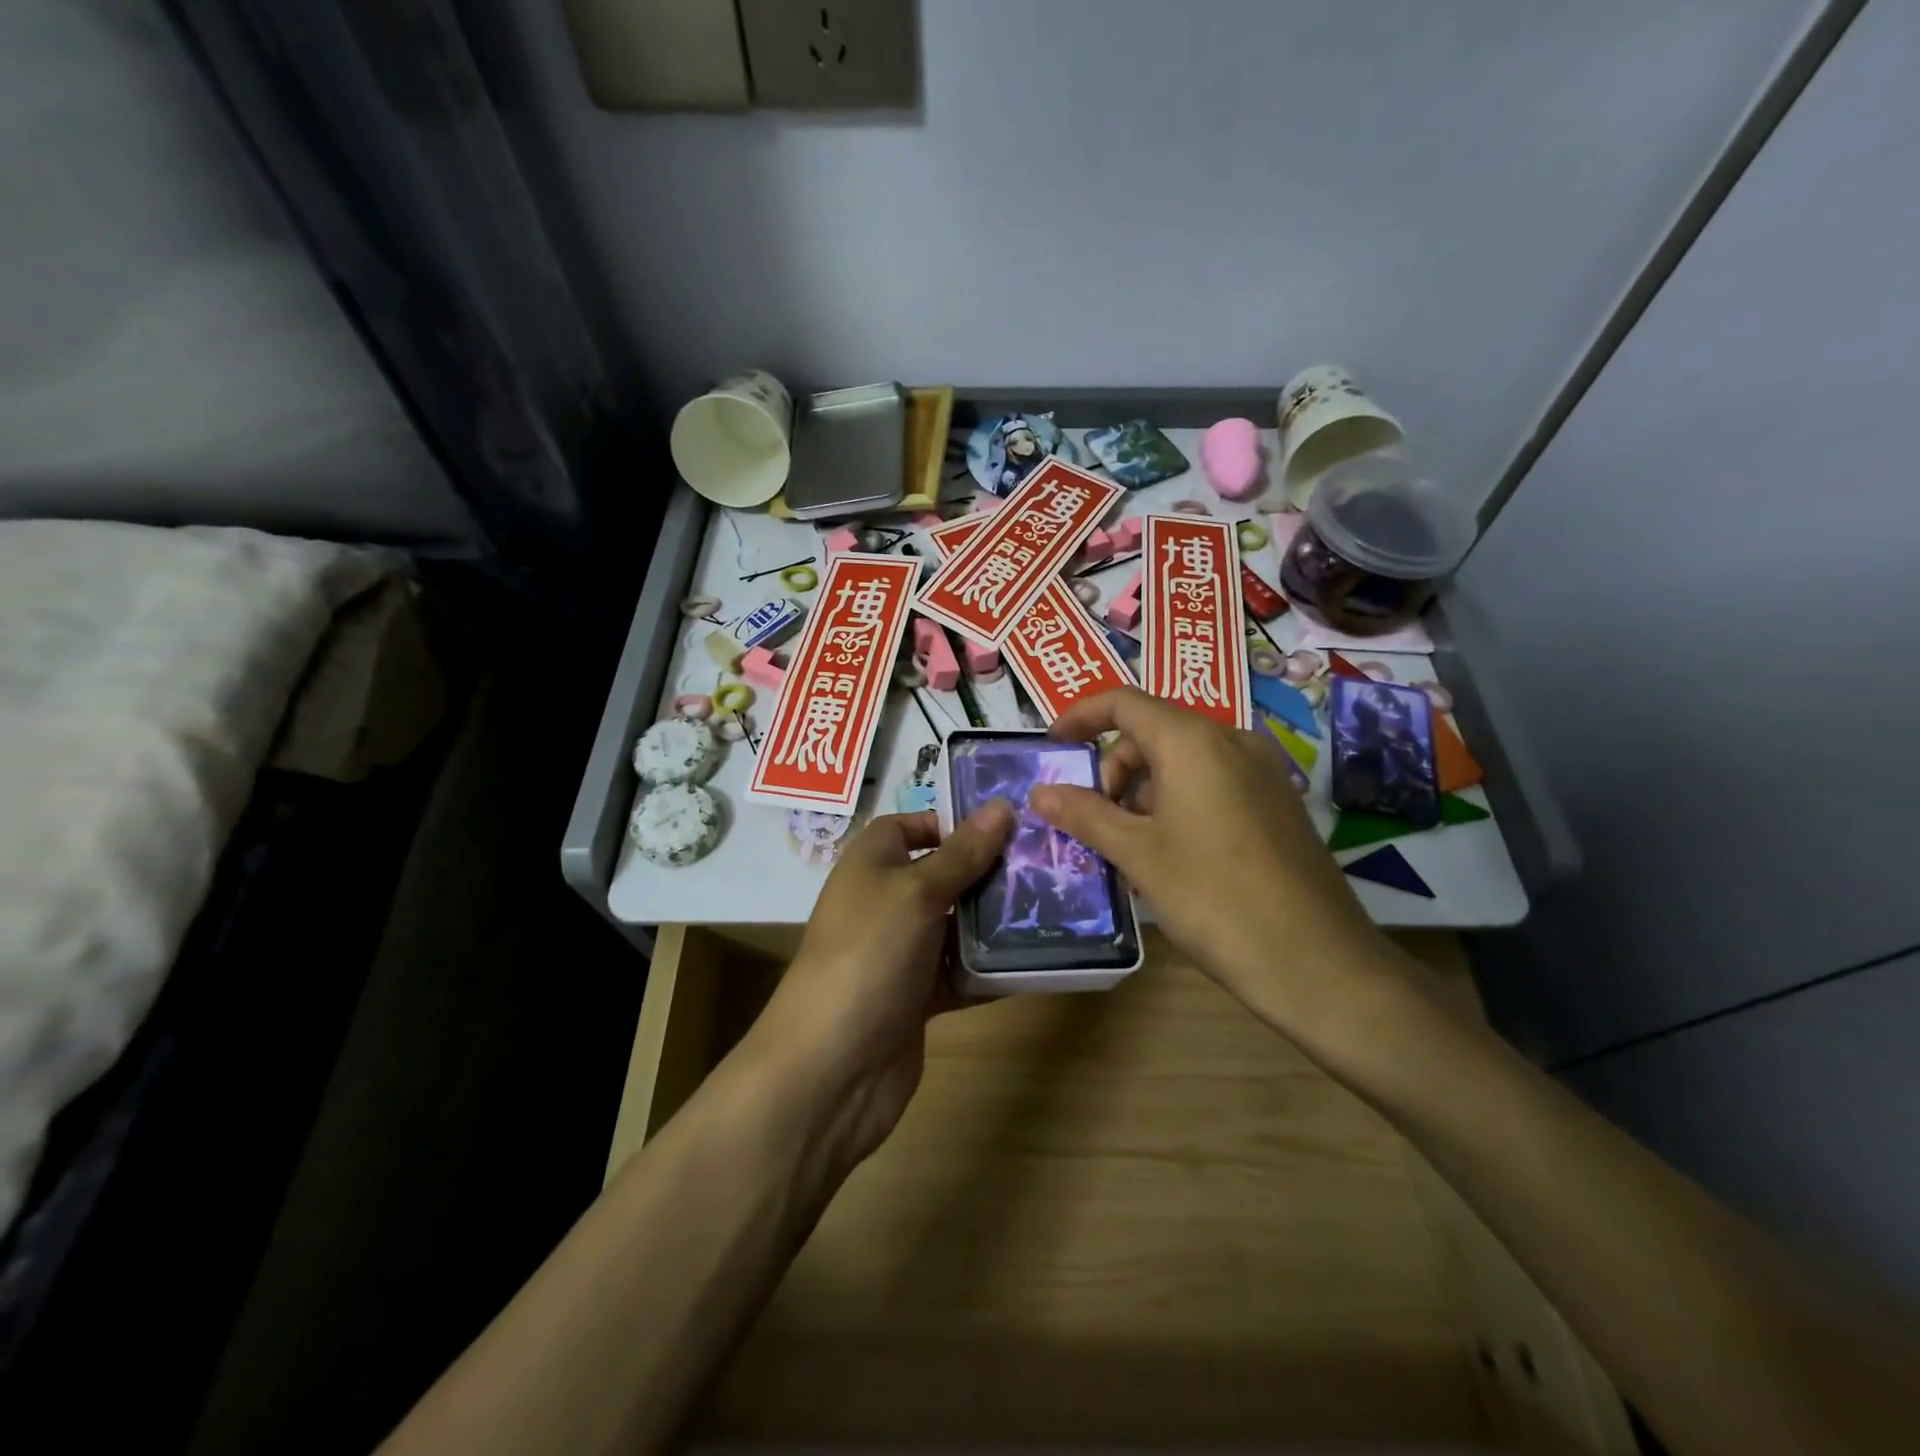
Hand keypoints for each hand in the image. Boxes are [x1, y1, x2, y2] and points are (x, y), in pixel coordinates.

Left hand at [745, 805, 1013, 1175]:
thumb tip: (1002, 805)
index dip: (950, 823)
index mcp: (871, 864)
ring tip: (1054, 909)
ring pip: (957, 925)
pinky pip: (961, 972)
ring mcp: (901, 952)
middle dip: (988, 871)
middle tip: (1046, 866)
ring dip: (996, 922)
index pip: (909, 826)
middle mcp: (885, 902)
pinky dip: (991, 969)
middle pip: (942, 874)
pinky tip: (1036, 962)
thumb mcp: (918, 892)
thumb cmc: (870, 954)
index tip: (1003, 829)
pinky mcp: (918, 996)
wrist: (833, 1067)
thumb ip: (963, 853)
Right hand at [1030, 688, 1391, 1036]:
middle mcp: (1232, 740)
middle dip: (1113, 767)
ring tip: (1128, 845)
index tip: (1052, 746)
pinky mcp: (1278, 802)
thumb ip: (1085, 814)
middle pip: (1153, 731)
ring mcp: (1262, 771)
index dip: (1081, 717)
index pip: (1124, 702)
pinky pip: (1213, 782)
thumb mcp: (1137, 854)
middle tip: (1094, 819)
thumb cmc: (1213, 897)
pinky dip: (1178, 801)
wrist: (1316, 960)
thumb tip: (1039, 792)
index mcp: (1193, 741)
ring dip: (1143, 790)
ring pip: (1184, 760)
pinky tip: (1170, 852)